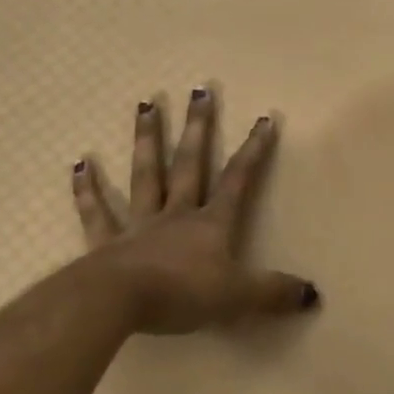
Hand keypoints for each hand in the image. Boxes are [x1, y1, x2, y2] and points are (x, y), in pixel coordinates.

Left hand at [72, 86, 319, 333]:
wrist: (119, 302)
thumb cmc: (181, 294)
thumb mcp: (237, 297)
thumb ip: (273, 293)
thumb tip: (313, 293)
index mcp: (210, 225)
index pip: (237, 181)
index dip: (253, 151)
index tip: (264, 119)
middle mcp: (175, 215)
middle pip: (188, 164)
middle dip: (197, 129)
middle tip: (199, 91)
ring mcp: (138, 225)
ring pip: (144, 175)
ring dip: (147, 140)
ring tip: (145, 106)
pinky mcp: (106, 243)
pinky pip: (97, 213)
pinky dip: (87, 190)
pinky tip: (80, 164)